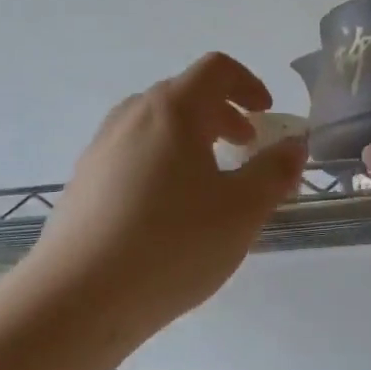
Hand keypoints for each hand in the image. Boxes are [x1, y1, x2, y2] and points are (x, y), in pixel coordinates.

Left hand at [20, 53, 307, 342]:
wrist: (76, 300)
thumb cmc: (171, 244)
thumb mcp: (242, 211)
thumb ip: (275, 172)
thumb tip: (295, 144)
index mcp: (173, 110)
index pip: (216, 69)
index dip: (248, 83)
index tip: (267, 114)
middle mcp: (132, 116)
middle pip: (184, 94)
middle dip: (222, 114)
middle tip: (245, 146)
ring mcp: (101, 148)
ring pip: (155, 125)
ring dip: (190, 138)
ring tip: (209, 179)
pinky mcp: (83, 182)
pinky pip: (131, 153)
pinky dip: (161, 161)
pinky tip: (167, 211)